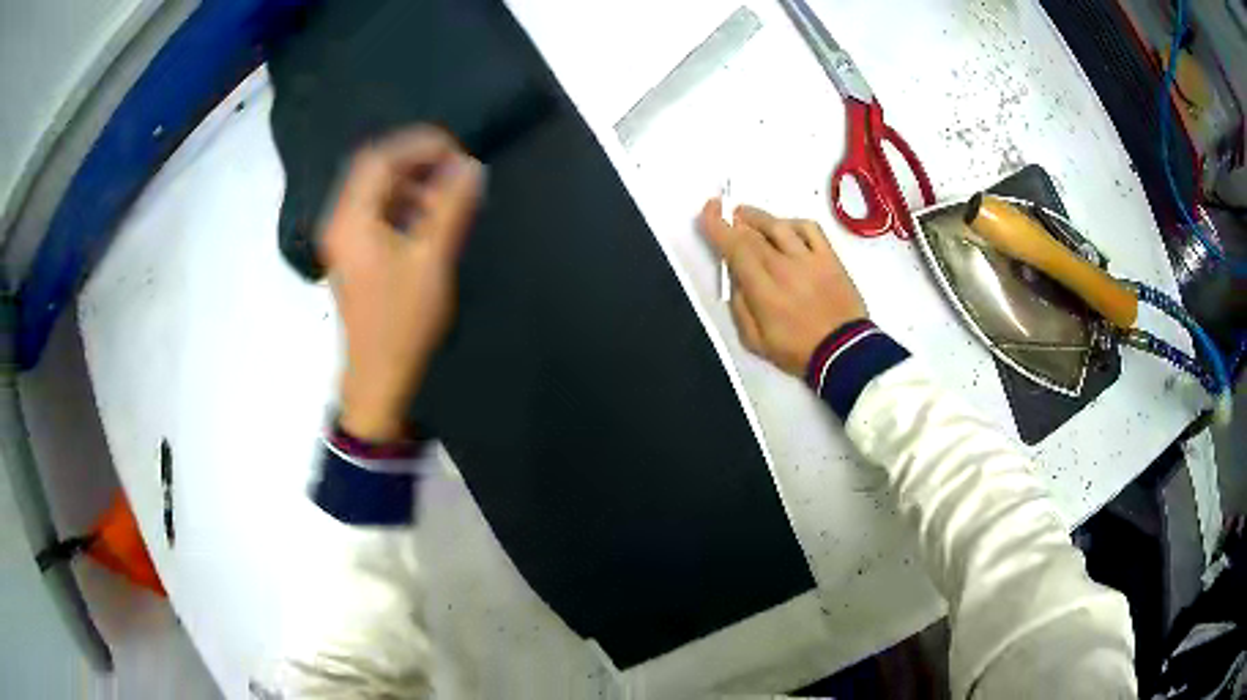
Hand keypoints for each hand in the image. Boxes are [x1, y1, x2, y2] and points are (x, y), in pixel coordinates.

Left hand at [321, 126, 483, 440]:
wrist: (379, 377)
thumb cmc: (402, 321)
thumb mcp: (431, 260)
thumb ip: (451, 207)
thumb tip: (470, 166)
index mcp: (351, 219)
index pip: (380, 158)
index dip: (418, 144)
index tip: (456, 150)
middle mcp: (341, 221)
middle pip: (374, 170)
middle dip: (416, 160)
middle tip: (455, 167)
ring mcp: (344, 238)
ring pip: (376, 190)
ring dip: (412, 182)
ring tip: (448, 192)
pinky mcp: (354, 253)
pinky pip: (377, 212)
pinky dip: (404, 203)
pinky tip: (430, 216)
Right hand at [699, 198, 866, 375]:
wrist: (844, 353)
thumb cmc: (797, 351)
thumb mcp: (755, 341)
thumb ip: (740, 306)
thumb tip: (735, 277)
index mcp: (763, 289)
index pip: (735, 247)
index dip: (718, 225)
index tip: (709, 210)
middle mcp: (783, 266)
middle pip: (753, 234)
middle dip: (733, 219)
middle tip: (725, 213)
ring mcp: (809, 259)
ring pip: (779, 226)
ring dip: (758, 217)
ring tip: (747, 215)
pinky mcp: (829, 257)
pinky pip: (810, 229)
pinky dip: (792, 223)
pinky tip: (786, 228)